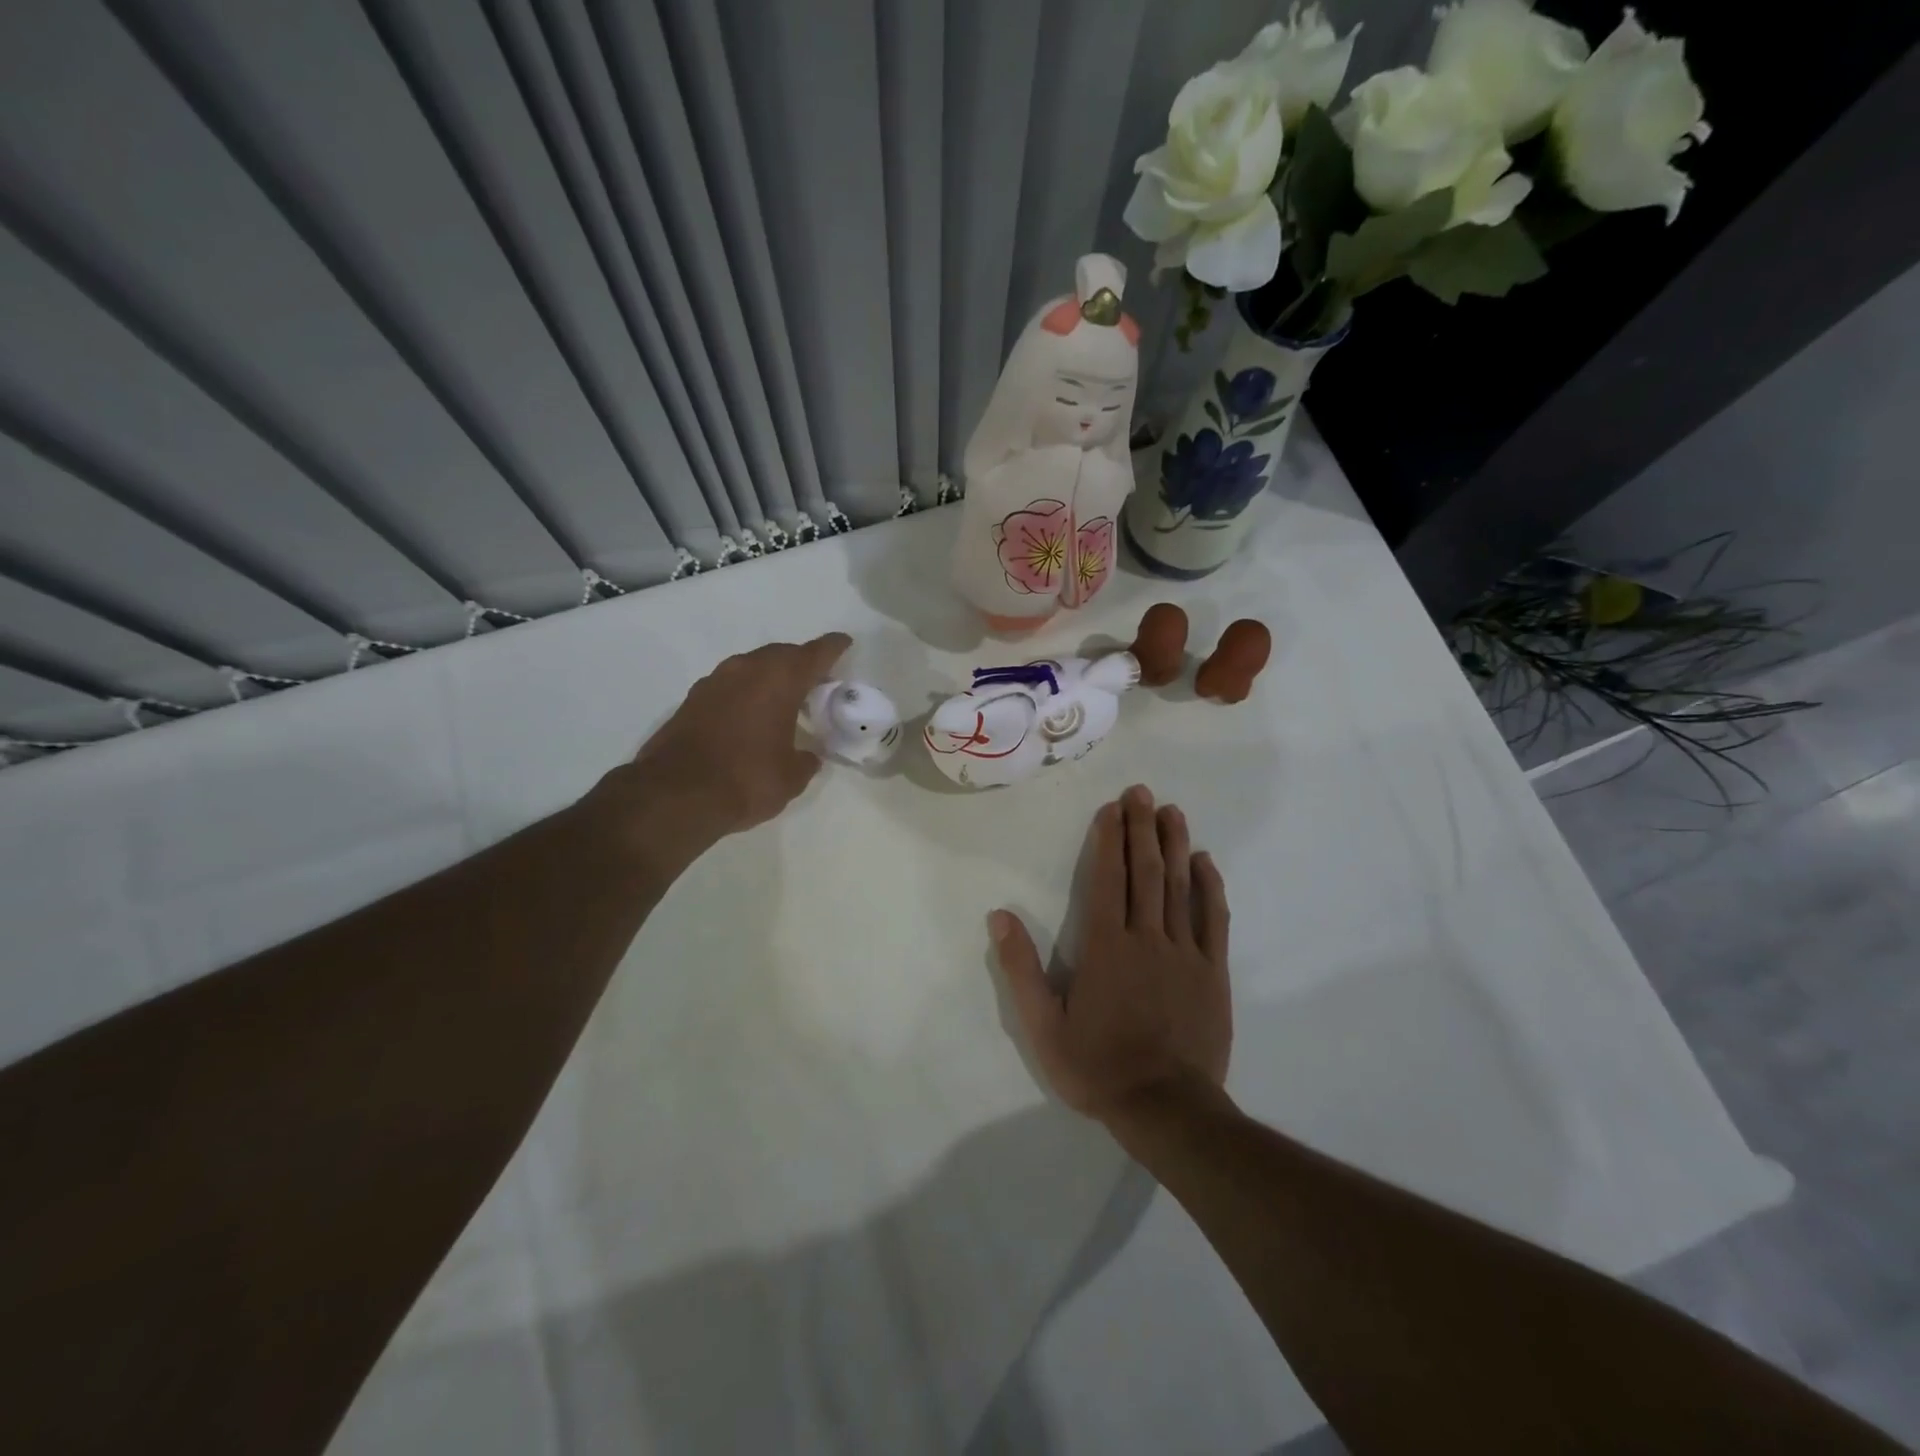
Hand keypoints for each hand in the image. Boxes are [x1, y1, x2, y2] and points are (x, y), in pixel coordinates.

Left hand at [608, 634, 850, 849]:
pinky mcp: (692, 700)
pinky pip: (730, 685)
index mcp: (780, 680)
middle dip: (800, 662)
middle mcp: (747, 670)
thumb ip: (806, 760)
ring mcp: (715, 682)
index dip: (833, 648)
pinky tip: (750, 714)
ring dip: (770, 677)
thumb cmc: (747, 779)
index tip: (844, 642)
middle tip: (816, 679)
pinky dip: (745, 692)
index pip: (815, 654)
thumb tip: (808, 756)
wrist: (676, 794)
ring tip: (784, 697)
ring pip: (752, 667)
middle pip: (781, 655)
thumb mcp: (791, 777)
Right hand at [991, 784, 1231, 1125]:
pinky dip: (1210, 886)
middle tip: (1142, 792)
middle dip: (1141, 828)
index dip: (1109, 839)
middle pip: (1144, 872)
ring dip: (1174, 845)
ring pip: (1179, 886)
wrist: (1166, 1109)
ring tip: (1172, 811)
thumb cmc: (1098, 1066)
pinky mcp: (1213, 972)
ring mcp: (1185, 953)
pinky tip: (1204, 861)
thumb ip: (1021, 968)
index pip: (1106, 879)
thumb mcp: (1042, 1026)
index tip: (1112, 808)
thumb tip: (1000, 915)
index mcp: (1105, 946)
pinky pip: (1214, 919)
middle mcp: (1146, 937)